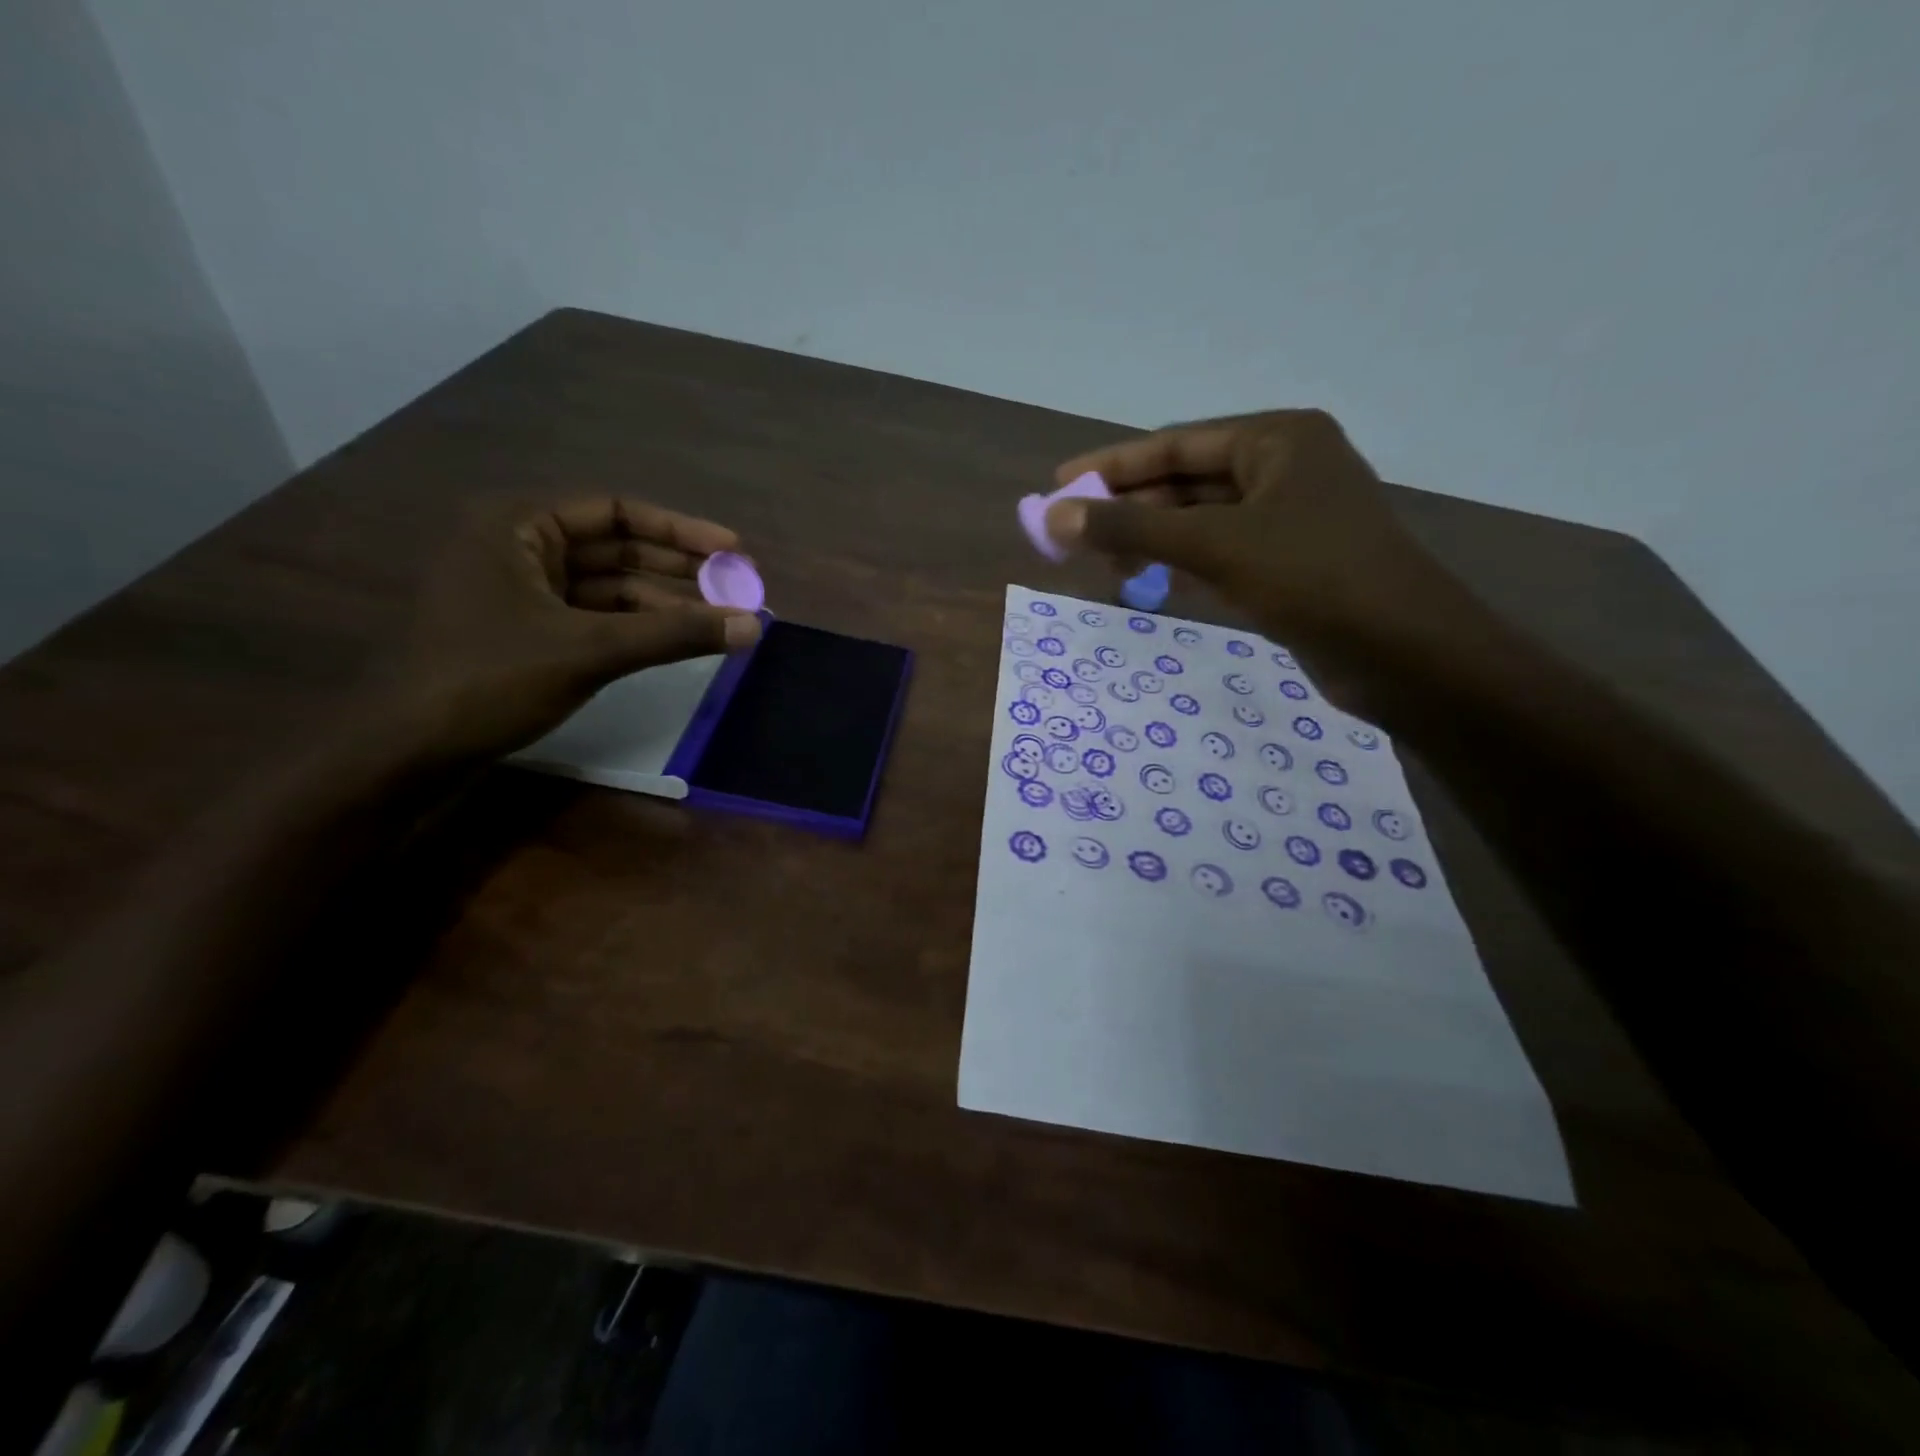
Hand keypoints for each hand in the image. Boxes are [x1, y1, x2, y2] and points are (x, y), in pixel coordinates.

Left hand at [386, 497, 761, 763]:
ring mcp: (520, 593)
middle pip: (616, 548)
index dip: (681, 531)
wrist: (406, 751)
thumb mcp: (591, 650)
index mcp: (519, 525)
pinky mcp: (526, 633)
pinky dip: (636, 627)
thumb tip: (753, 626)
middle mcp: (519, 547)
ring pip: (608, 587)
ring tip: (720, 619)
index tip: (734, 552)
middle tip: (737, 587)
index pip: (616, 511)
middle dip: (678, 569)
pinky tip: (675, 641)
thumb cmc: (489, 680)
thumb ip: (674, 634)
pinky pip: (594, 617)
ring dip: (663, 602)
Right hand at [1046, 411, 1473, 714]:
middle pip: (1187, 482)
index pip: (1177, 443)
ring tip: (1102, 564)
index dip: (1112, 465)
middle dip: (1130, 509)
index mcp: (1277, 439)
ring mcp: (1291, 519)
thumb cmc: (1312, 577)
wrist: (1405, 654)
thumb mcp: (1213, 546)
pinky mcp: (1291, 565)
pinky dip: (1182, 565)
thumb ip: (1131, 531)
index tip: (1059, 482)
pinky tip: (1148, 582)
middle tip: (1072, 534)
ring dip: (1153, 541)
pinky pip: (1221, 554)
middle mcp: (1285, 468)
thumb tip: (1054, 516)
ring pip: (1202, 522)